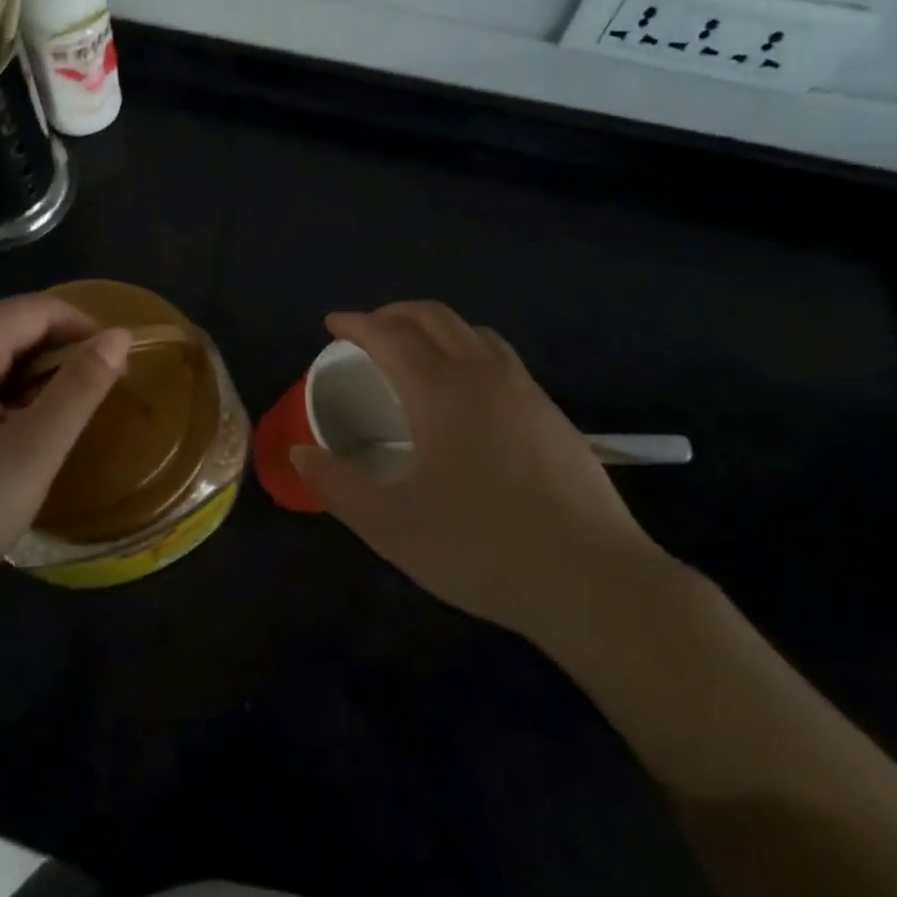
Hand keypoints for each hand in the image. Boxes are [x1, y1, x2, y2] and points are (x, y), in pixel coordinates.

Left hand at [0, 295, 128, 639]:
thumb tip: (118, 336)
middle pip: (7, 326)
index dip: (84, 327)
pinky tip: (5, 440)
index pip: (35, 308)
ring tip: (55, 423)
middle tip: (92, 400)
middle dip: (58, 351)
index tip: (117, 368)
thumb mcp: (30, 456)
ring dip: (29, 375)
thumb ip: (79, 390)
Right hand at [292, 301, 666, 648]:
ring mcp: (525, 391)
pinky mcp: (553, 415)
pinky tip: (465, 393)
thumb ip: (337, 485)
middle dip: (394, 314)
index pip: (389, 334)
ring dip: (435, 327)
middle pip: (434, 317)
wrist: (594, 582)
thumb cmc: (481, 546)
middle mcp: (483, 374)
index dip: (356, 323)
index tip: (331, 325)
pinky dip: (468, 350)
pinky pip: (500, 358)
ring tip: (414, 352)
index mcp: (440, 389)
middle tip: (367, 332)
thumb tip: (301, 453)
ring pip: (474, 332)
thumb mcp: (390, 525)